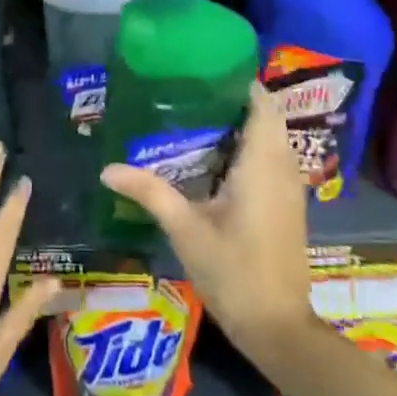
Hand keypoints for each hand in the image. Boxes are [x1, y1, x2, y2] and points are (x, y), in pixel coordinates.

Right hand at [99, 83, 314, 359]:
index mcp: (262, 165)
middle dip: (235, 99)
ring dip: (243, 123)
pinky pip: (272, 159)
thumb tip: (107, 168)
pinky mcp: (287, 205)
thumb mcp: (186, 230)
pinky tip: (214, 156)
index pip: (262, 104)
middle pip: (267, 117)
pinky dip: (249, 146)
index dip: (240, 81)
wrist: (279, 328)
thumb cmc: (234, 272)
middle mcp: (283, 168)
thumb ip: (149, 192)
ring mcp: (289, 188)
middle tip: (191, 89)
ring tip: (196, 114)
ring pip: (271, 138)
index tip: (205, 67)